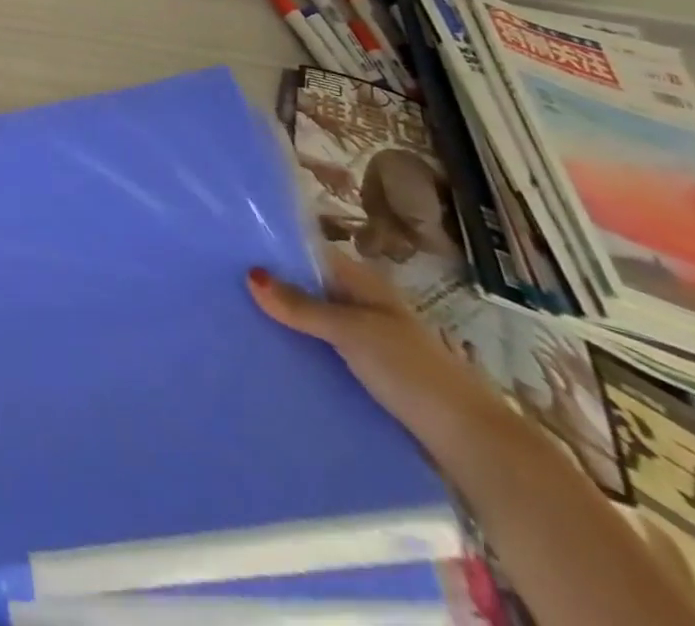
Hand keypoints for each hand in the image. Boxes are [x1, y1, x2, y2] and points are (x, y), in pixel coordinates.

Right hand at [249, 252, 508, 451]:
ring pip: (314, 322)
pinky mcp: (367, 375)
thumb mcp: (350, 332)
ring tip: (236, 319)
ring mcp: (367, 341)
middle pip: (309, 288)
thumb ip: (301, 306)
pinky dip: (300, 351)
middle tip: (223, 286)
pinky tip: (271, 356)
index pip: (309, 254)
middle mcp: (364, 305)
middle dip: (273, 288)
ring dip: (285, 322)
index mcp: (364, 283)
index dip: (274, 251)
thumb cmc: (411, 372)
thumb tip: (250, 274)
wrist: (471, 444)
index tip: (230, 250)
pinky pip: (323, 353)